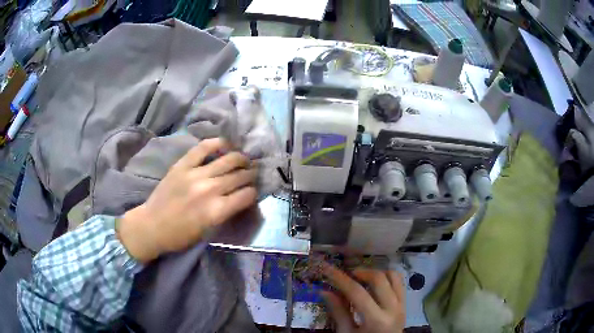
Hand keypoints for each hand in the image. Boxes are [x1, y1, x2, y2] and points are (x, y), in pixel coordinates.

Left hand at [118, 138, 257, 261]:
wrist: (151, 226)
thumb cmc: (180, 236)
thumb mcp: (208, 231)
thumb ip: (226, 213)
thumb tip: (241, 197)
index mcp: (217, 211)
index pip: (247, 195)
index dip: (254, 192)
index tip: (253, 191)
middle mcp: (210, 190)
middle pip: (240, 176)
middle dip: (251, 174)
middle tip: (253, 173)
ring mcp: (195, 174)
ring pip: (228, 160)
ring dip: (241, 158)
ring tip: (244, 159)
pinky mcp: (182, 165)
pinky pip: (203, 148)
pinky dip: (217, 143)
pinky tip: (225, 144)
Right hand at [321, 263, 404, 332]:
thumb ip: (338, 312)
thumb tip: (324, 291)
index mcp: (376, 320)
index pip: (357, 292)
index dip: (340, 278)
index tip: (327, 268)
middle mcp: (393, 309)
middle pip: (378, 279)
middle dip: (360, 272)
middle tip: (346, 274)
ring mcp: (402, 305)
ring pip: (393, 276)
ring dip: (376, 273)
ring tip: (361, 277)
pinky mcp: (405, 304)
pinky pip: (400, 282)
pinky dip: (387, 277)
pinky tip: (375, 283)